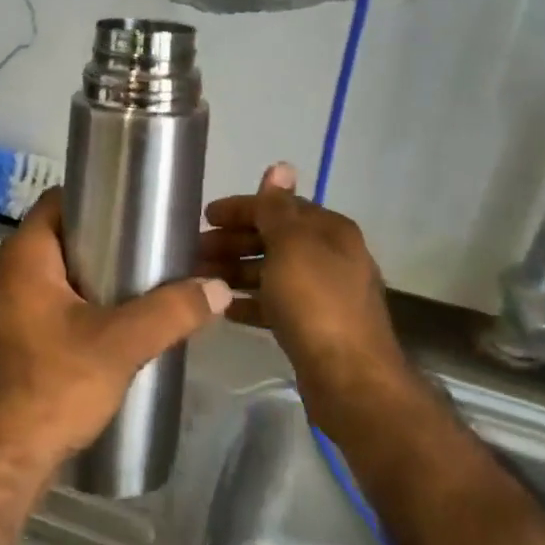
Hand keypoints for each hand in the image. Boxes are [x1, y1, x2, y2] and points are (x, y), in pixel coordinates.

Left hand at [0, 189, 231, 468]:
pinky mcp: (12, 339)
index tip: (136, 208)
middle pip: (61, 238)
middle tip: (150, 248)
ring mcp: (5, 308)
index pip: (57, 202)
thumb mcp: (121, 343)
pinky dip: (79, 305)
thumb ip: (171, 311)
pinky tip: (115, 324)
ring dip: (94, 276)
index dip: (96, 198)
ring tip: (142, 283)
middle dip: (104, 240)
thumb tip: (218, 287)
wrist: (3, 458)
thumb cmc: (55, 384)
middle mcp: (7, 273)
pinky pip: (50, 304)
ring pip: (56, 274)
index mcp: (23, 256)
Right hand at [199, 163, 400, 407]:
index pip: (279, 208)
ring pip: (271, 272)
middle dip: (234, 242)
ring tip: (200, 278)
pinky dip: (250, 302)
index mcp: (330, 231)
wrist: (350, 379)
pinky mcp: (313, 327)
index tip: (204, 217)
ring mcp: (323, 294)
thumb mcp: (291, 246)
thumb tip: (280, 165)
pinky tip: (224, 308)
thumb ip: (278, 208)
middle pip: (273, 240)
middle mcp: (330, 257)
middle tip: (195, 250)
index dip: (241, 209)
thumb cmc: (316, 302)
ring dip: (236, 271)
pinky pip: (274, 304)